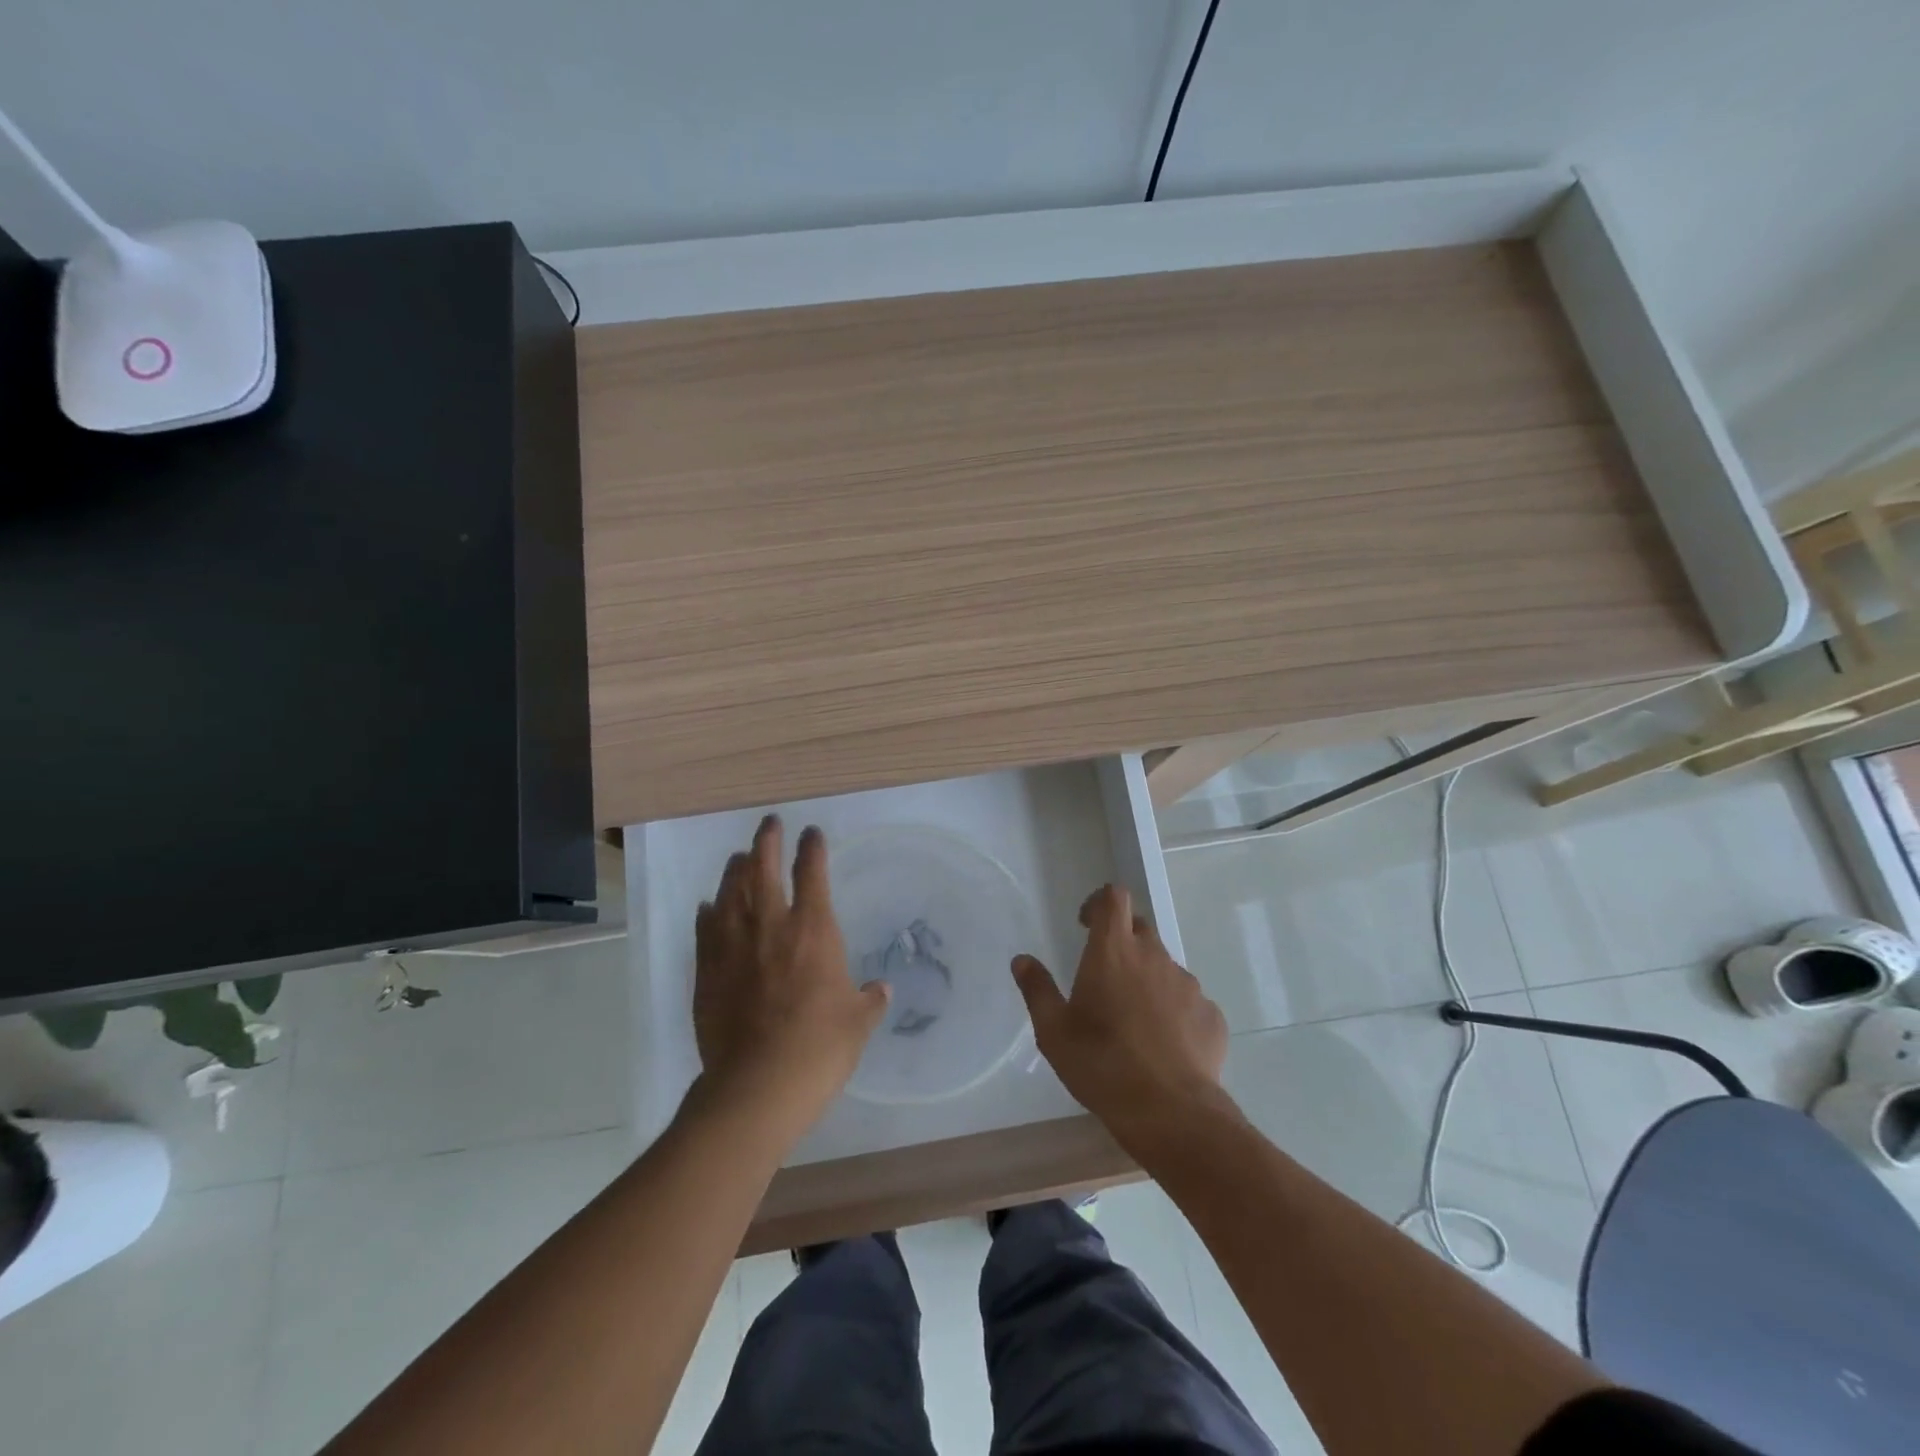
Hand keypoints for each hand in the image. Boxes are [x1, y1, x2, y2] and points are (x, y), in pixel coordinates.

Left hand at [693, 816, 889, 1145]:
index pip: (812, 873)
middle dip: (767, 841)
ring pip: (731, 892)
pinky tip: (710, 906)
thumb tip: (882, 990)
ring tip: (739, 857)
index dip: (812, 848)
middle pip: (763, 868)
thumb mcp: (858, 1023)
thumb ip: (870, 1000)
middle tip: (769, 823)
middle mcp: (771, 925)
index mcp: (813, 929)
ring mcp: (733, 946)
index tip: (812, 833)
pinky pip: (706, 929)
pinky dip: (709, 912)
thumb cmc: (820, 1047)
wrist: (758, 1084)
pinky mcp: (707, 970)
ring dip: (736, 869)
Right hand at [1012, 885, 1229, 1149]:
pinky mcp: (1211, 1015)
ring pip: (1164, 967)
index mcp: (1114, 951)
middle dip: (1121, 942)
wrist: (1172, 1113)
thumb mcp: (1054, 1031)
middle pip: (1140, 928)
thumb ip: (1037, 990)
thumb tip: (1022, 960)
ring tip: (1133, 1021)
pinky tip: (1163, 1045)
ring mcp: (1188, 985)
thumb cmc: (1102, 1065)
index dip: (1099, 903)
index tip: (1086, 925)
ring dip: (1147, 980)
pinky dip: (1173, 1011)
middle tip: (1104, 977)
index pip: (1114, 898)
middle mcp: (1154, 957)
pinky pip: (1187, 1001)